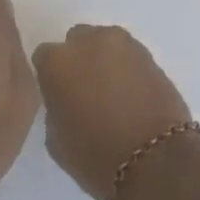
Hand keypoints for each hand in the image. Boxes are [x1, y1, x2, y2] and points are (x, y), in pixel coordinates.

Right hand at [32, 25, 192, 199]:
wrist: (155, 158)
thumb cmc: (95, 156)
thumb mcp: (56, 140)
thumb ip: (55, 107)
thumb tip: (66, 98)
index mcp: (58, 62)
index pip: (44, 57)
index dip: (51, 76)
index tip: (58, 95)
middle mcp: (88, 41)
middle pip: (77, 41)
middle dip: (78, 60)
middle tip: (85, 91)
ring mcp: (122, 43)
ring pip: (104, 44)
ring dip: (103, 60)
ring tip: (111, 92)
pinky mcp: (149, 51)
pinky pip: (128, 54)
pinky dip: (126, 67)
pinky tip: (131, 92)